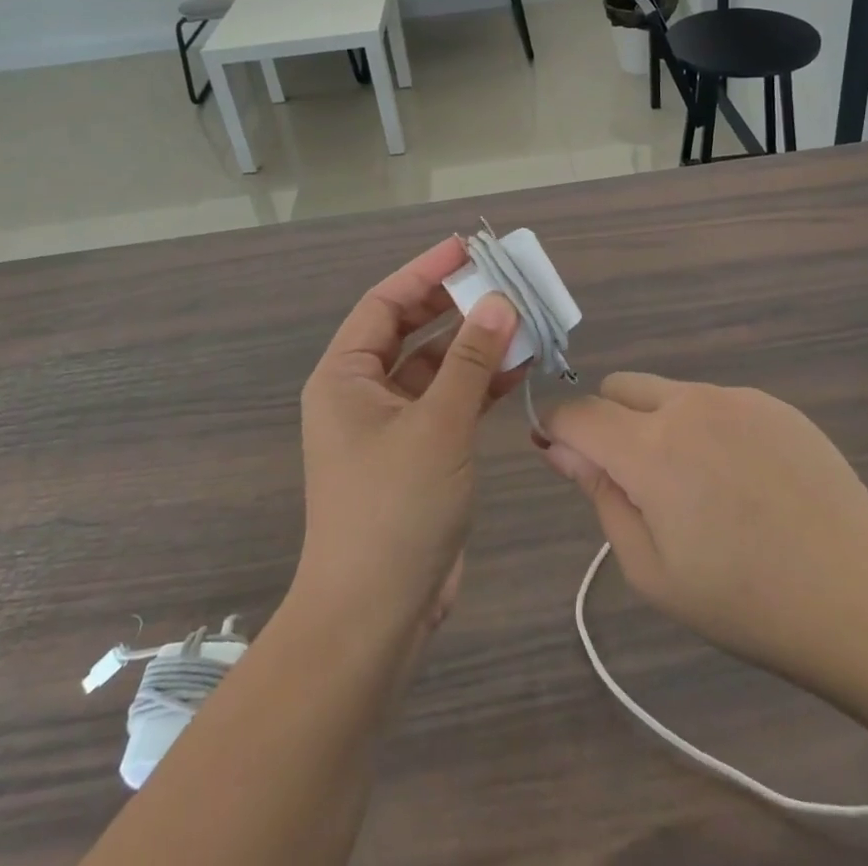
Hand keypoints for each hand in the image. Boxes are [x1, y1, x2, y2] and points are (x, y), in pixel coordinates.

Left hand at [294, 237, 521, 642]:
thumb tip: (499, 301)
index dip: (425, 272)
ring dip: (475, 345)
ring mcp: (392, 426)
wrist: (375, 618)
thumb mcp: (438, 426)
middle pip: (411, 331)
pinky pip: (450, 402)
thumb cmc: (394, 510)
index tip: (467, 248)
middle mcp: (362, 394)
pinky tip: (519, 367)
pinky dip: (480, 385)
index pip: (385, 303)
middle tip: (502, 280)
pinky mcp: (419, 455)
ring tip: (522, 319)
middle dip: (456, 305)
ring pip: (436, 367)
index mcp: (345, 377)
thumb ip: (471, 360)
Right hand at [540, 374, 867, 695]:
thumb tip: (563, 448)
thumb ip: (600, 497)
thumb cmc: (745, 601)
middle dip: (608, 422)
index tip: (563, 457)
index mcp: (649, 449)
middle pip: (618, 387)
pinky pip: (715, 402)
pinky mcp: (771, 402)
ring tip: (701, 488)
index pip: (577, 412)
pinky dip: (706, 428)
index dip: (558, 429)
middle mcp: (686, 404)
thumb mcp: (652, 570)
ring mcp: (733, 397)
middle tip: (638, 483)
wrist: (862, 595)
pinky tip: (745, 480)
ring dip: (659, 424)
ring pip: (667, 392)